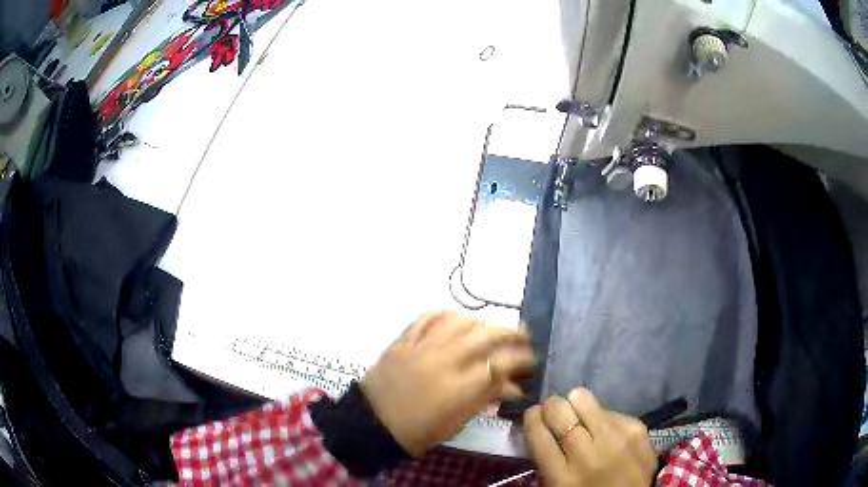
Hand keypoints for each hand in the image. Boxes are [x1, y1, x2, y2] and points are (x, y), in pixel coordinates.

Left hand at [360, 310, 532, 456]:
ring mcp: (422, 347)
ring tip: (491, 328)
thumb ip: (485, 398)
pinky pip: (427, 318)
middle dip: (511, 332)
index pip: (501, 363)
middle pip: (486, 334)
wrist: (372, 424)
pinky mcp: (404, 341)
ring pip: (459, 321)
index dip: (522, 358)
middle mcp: (445, 360)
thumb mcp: (457, 422)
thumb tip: (513, 386)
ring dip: (481, 322)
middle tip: (523, 335)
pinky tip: (456, 319)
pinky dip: (446, 315)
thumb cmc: (417, 432)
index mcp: (460, 387)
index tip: (531, 359)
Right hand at [523, 388, 656, 486]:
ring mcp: (615, 438)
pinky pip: (609, 409)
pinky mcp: (636, 428)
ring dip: (575, 402)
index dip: (532, 418)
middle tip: (553, 411)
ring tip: (577, 411)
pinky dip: (601, 415)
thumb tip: (541, 428)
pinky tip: (604, 427)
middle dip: (551, 406)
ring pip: (583, 399)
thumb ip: (547, 461)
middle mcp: (587, 455)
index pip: (537, 433)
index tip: (533, 415)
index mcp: (561, 477)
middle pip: (559, 411)